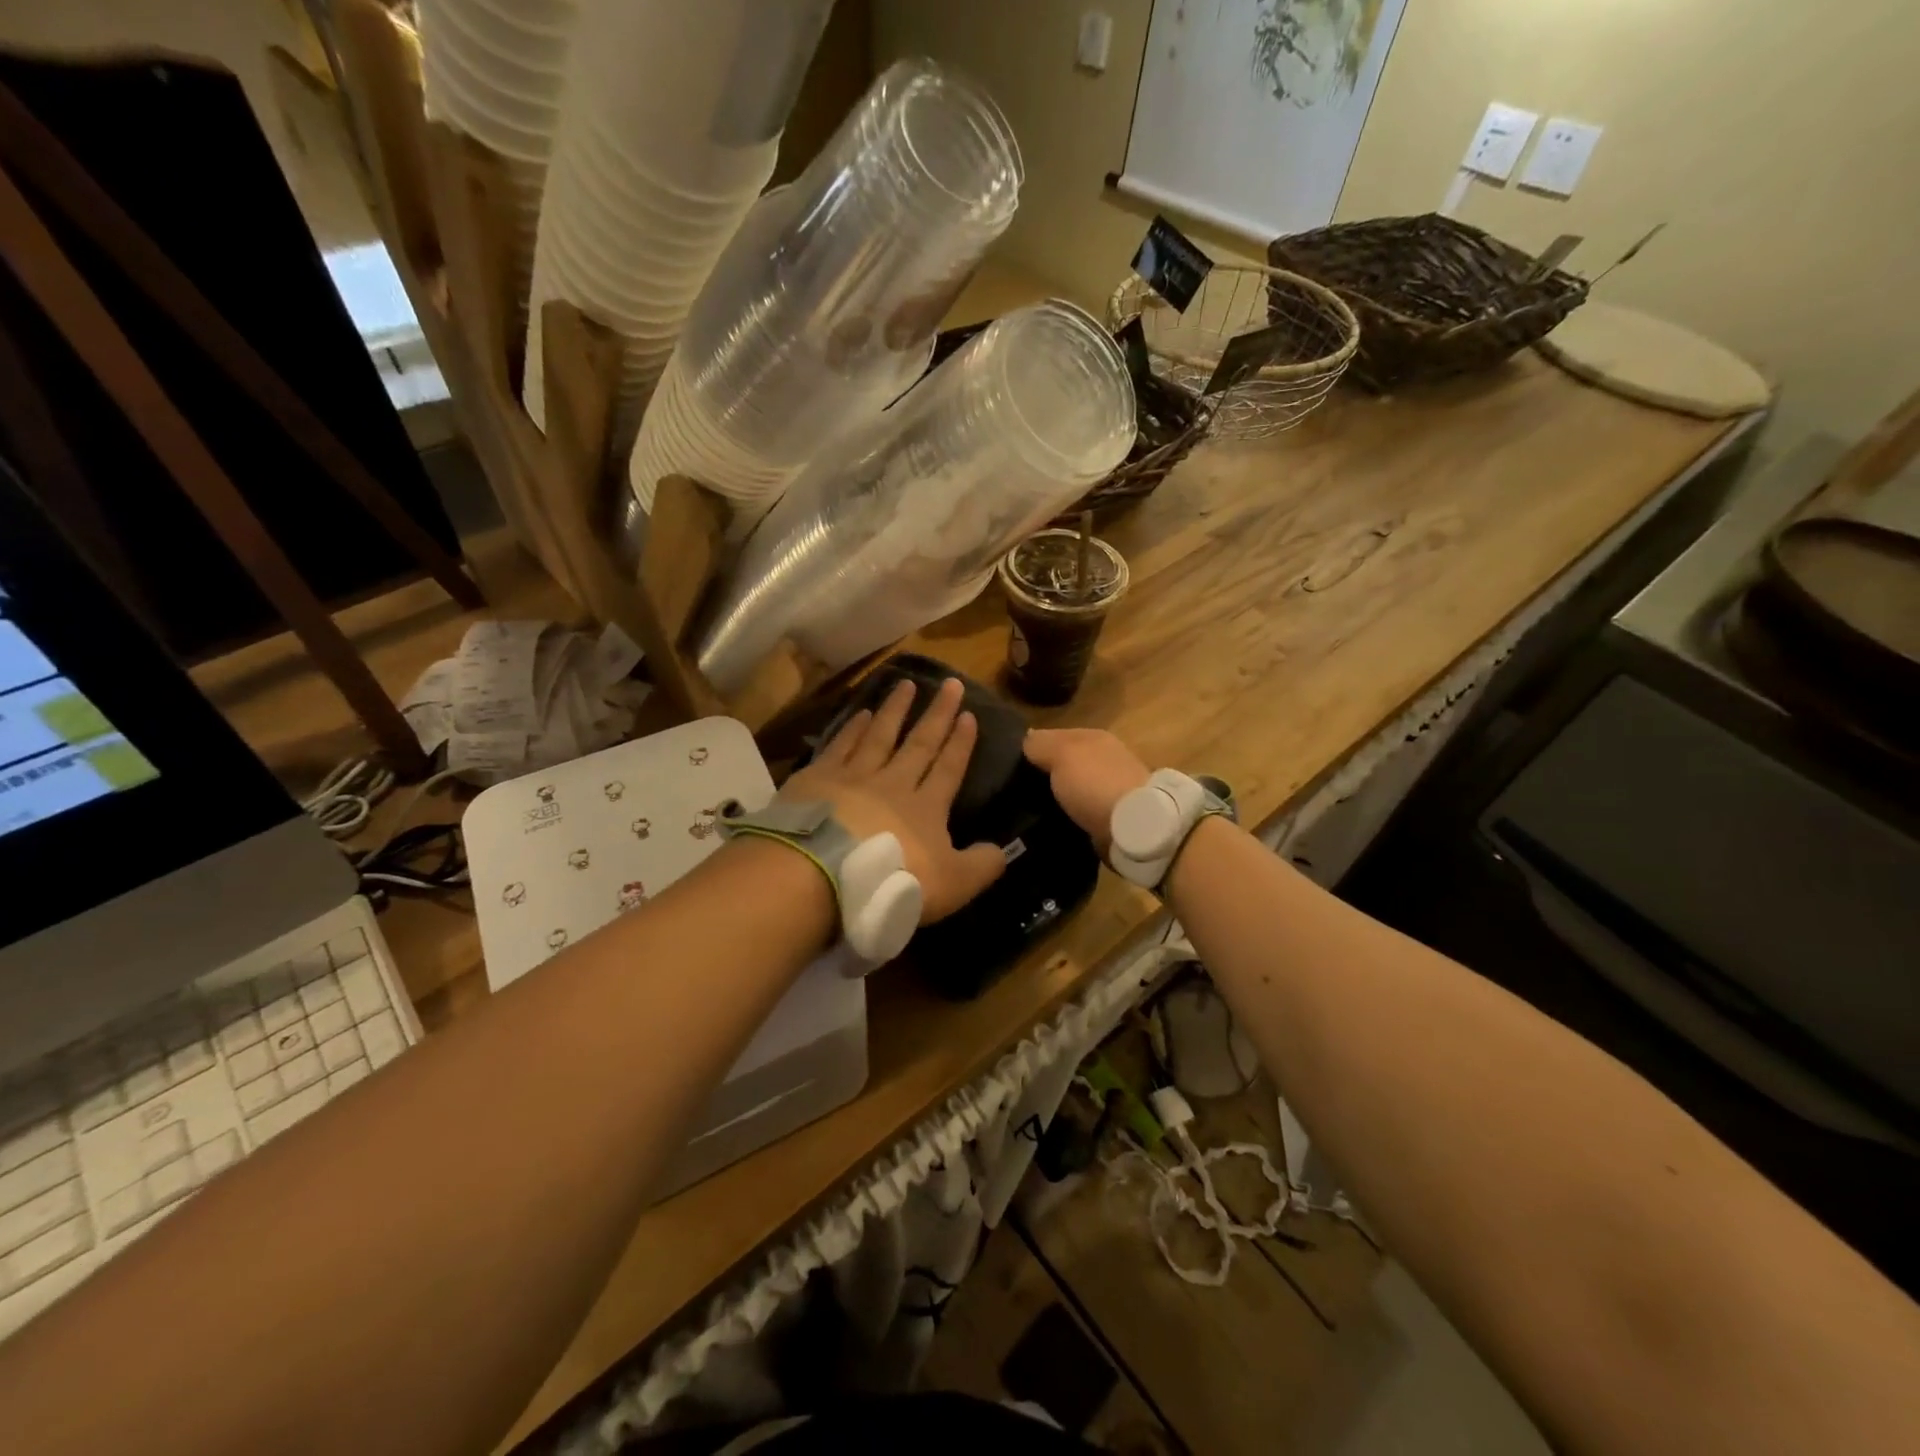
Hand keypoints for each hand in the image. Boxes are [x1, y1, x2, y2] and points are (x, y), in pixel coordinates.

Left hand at [778, 677, 1005, 923]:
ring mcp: (854, 777)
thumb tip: (1001, 851)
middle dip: (937, 714)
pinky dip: (853, 728)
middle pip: (920, 743)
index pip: (949, 768)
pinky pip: (841, 745)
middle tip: (951, 683)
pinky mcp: (818, 779)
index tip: (969, 715)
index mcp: (926, 808)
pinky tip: (861, 713)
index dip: (961, 743)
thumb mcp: (952, 885)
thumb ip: (981, 866)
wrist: (823, 874)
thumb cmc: (892, 881)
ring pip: (880, 735)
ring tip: (906, 683)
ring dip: (895, 709)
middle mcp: (894, 783)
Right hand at [1022, 727, 1150, 854]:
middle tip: (1015, 792)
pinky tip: (1052, 824)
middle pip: (1065, 764)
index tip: (1010, 768)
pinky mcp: (1113, 816)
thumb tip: (1026, 738)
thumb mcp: (1061, 753)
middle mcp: (1105, 759)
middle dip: (1044, 776)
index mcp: (1094, 737)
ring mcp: (1111, 788)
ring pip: (1072, 789)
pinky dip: (1069, 816)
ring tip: (1028, 812)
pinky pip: (1082, 812)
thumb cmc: (1094, 783)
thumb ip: (1040, 744)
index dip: (1032, 749)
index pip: (1054, 736)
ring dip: (1056, 798)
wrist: (1134, 826)